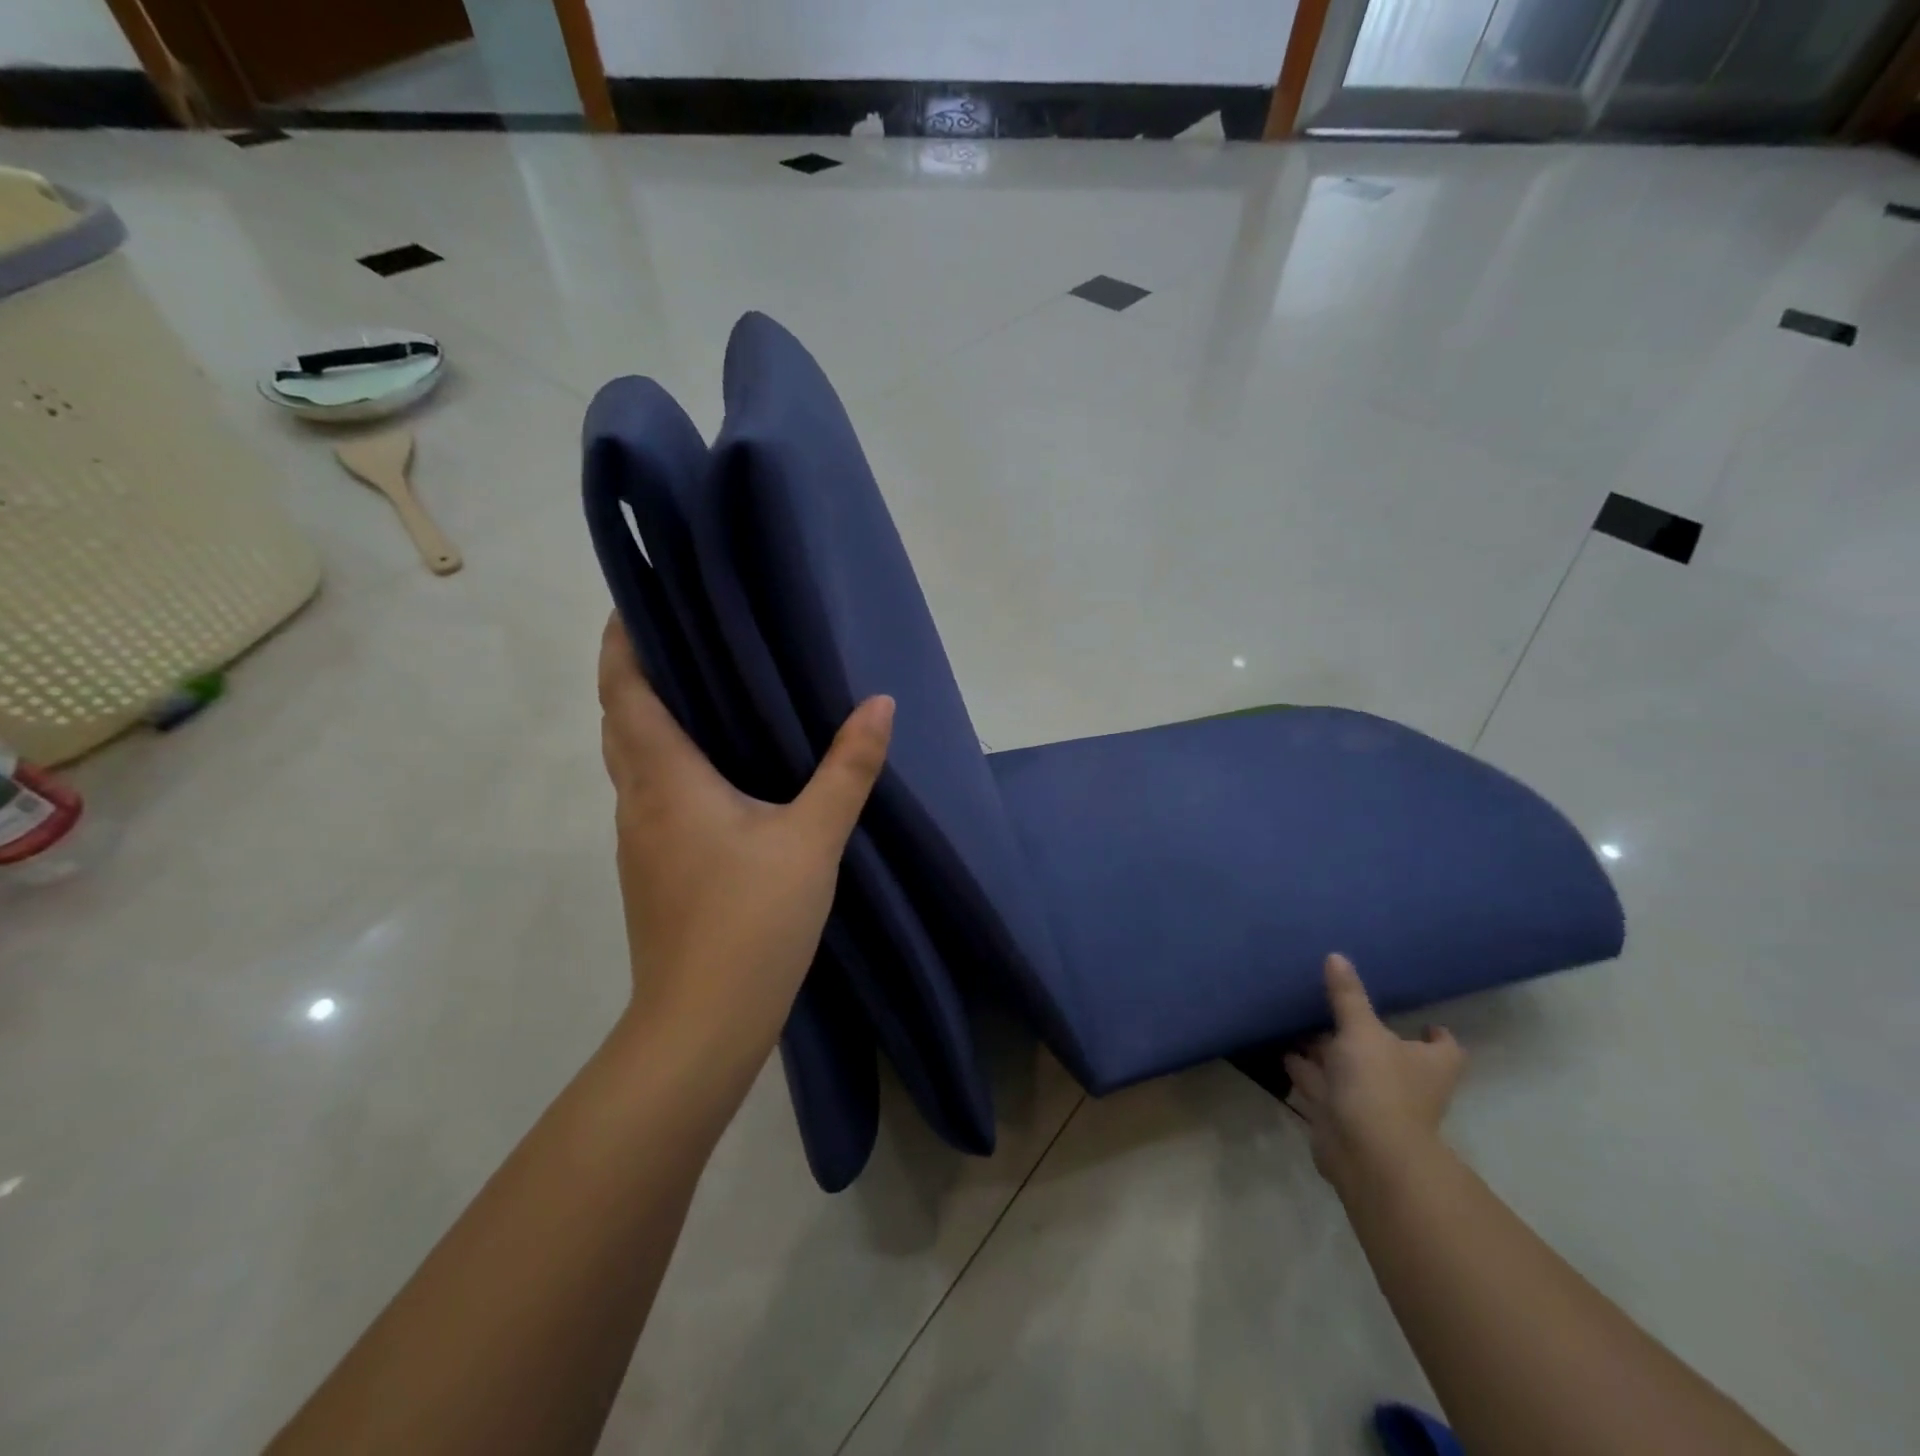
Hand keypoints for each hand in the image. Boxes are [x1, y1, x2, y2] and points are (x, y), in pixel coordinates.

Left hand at [597, 613, 892, 1058]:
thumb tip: (879, 704)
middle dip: (636, 676)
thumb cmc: (752, 921)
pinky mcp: (652, 873)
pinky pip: (649, 797)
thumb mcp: (813, 839)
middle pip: (620, 724)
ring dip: (649, 723)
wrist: (702, 1024)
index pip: (625, 694)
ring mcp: (638, 843)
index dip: (622, 645)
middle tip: (681, 640)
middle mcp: (638, 804)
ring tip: (699, 696)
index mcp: (666, 781)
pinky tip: (712, 776)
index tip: (637, 603)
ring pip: (631, 764)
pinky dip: (666, 766)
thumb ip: (847, 769)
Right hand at [1284, 954, 1464, 1187]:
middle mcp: (1406, 1084)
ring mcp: (1374, 1104)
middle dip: (1364, 1036)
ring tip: (1300, 1024)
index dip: (1434, 1034)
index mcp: (1428, 1065)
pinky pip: (1322, 1088)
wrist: (1365, 1152)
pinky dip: (1306, 1072)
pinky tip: (1285, 1052)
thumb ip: (1347, 996)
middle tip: (1338, 1008)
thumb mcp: (1360, 1030)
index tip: (1419, 1019)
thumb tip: (1337, 956)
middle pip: (1389, 1056)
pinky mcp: (1342, 1118)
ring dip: (1328, 1053)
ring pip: (1350, 1071)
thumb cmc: (1378, 1084)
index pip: (1444, 1047)